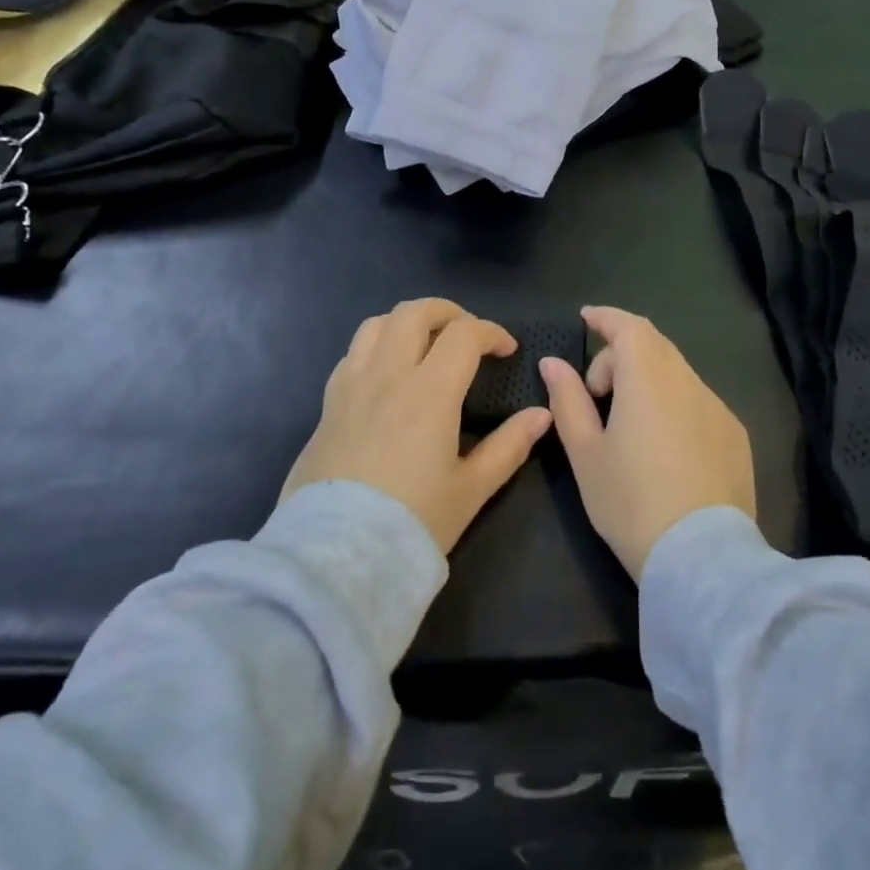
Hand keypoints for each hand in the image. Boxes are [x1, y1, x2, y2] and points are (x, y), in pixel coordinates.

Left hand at [281, 298, 550, 553]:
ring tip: (425, 344)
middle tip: (467, 334)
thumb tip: (542, 415)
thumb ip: (509, 446)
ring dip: (407, 322)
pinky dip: (376, 346)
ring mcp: (351, 386)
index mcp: (429, 392)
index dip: (491, 332)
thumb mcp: (471, 489)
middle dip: (448, 312)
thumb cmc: (412, 522)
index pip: (464, 334)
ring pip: (376, 324)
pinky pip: (352, 354)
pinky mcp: (327, 404)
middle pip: (414, 312)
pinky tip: (387, 373)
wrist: (336, 558)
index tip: (506, 351)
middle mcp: (387, 375)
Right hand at [540, 307, 754, 579]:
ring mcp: (717, 408)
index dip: (606, 317)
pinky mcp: (735, 434)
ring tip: (628, 423)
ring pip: (677, 372)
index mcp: (648, 380)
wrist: (701, 559)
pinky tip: (664, 446)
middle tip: (597, 390)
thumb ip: (567, 400)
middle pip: (653, 344)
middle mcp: (688, 382)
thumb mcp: (585, 453)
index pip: (629, 326)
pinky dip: (674, 402)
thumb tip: (553, 362)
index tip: (586, 317)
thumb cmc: (630, 503)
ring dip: (648, 379)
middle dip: (621, 353)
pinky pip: (698, 399)